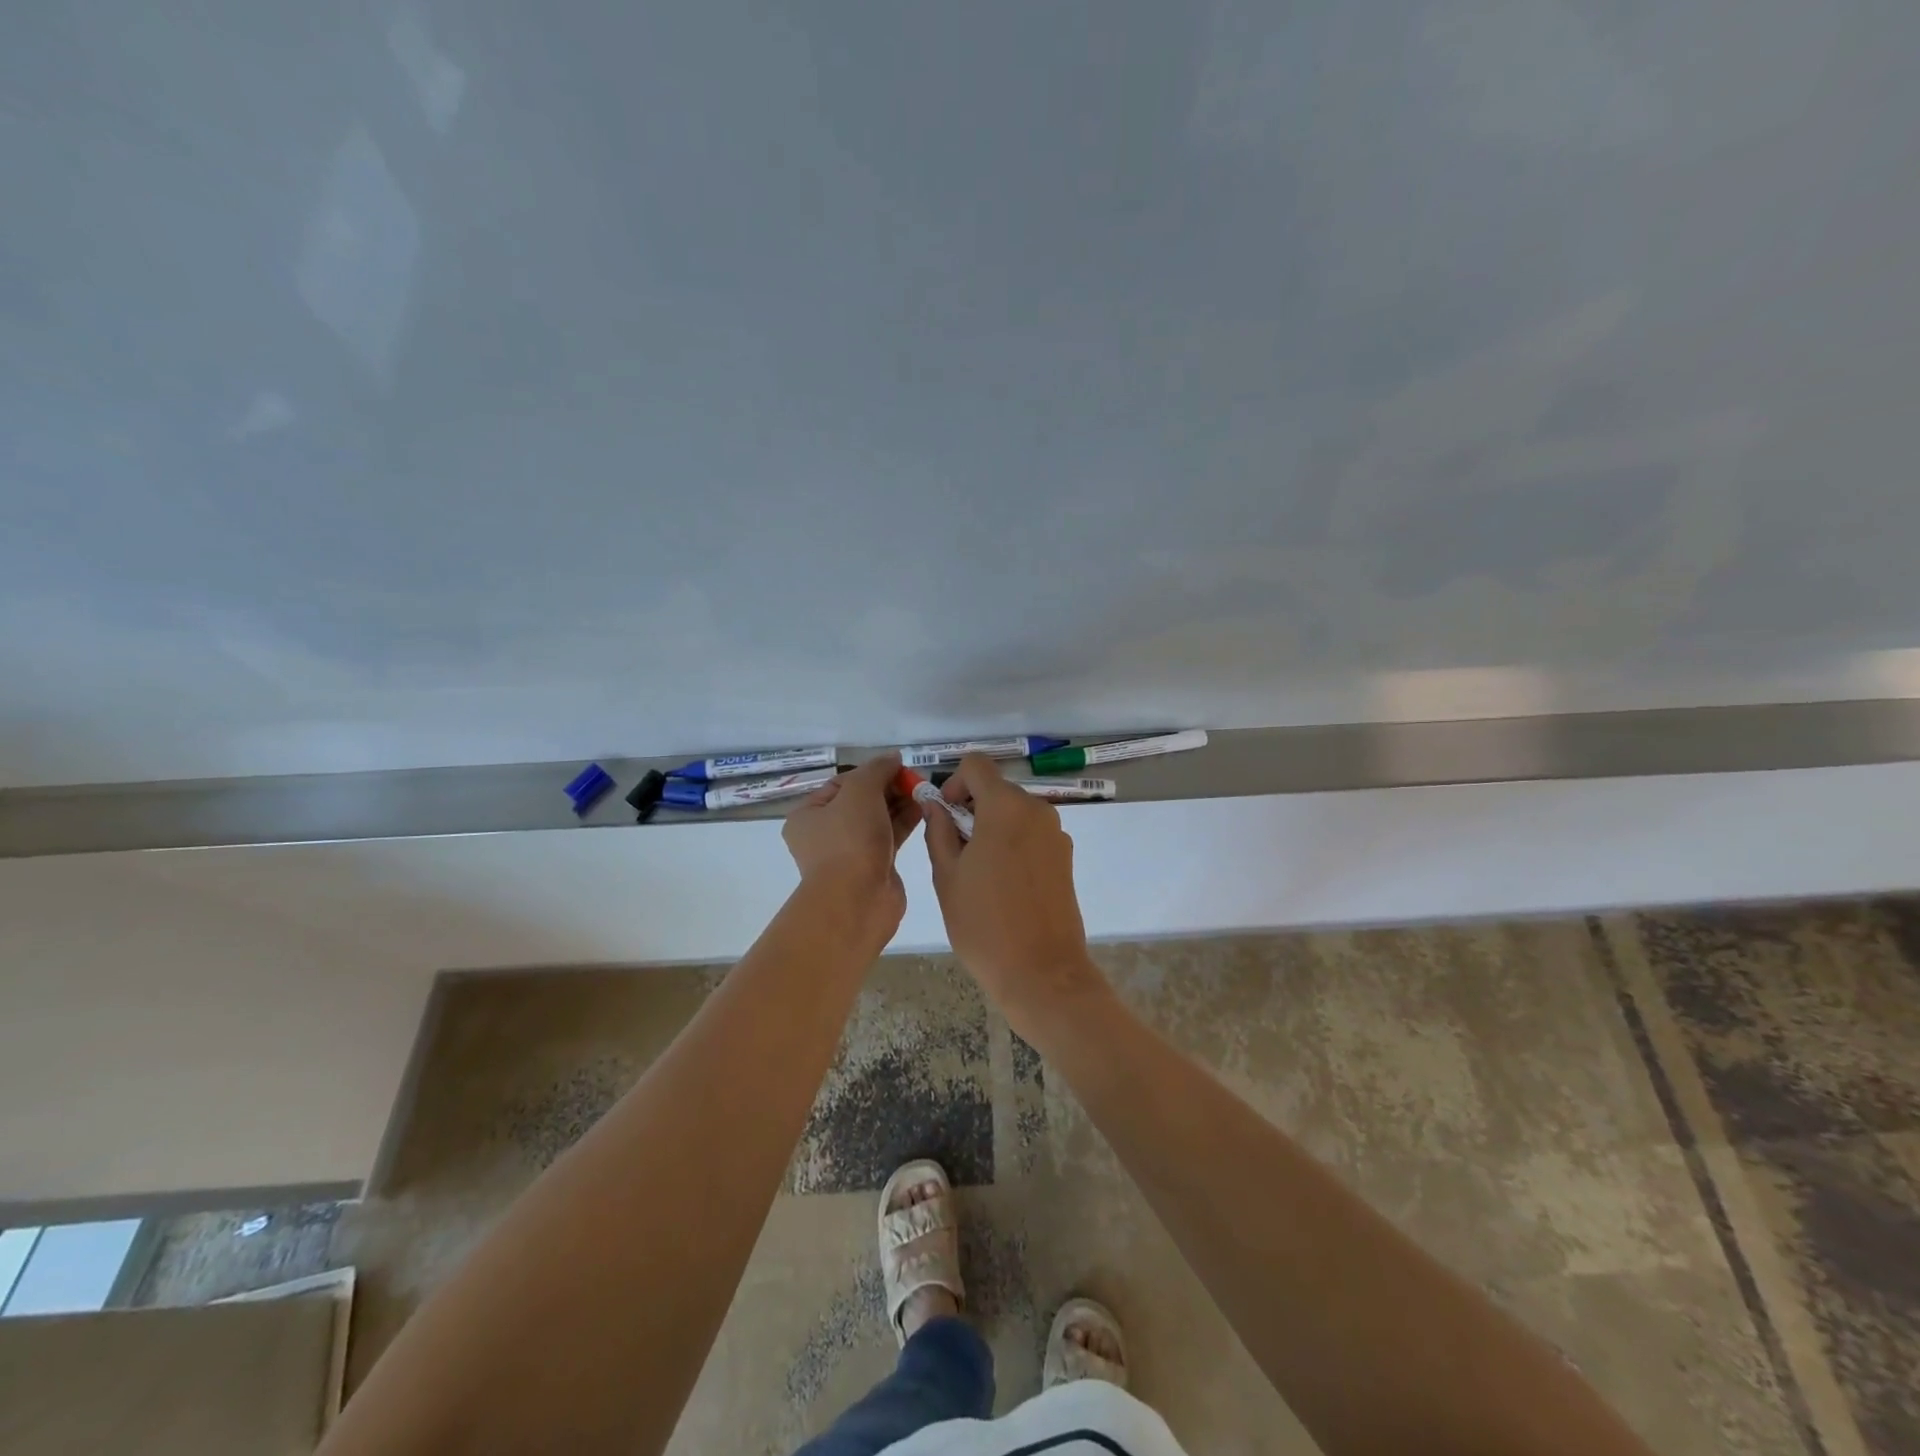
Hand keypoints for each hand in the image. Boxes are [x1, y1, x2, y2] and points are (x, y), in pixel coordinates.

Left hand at [783, 752, 920, 942]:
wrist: (857, 900)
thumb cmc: (849, 840)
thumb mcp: (860, 792)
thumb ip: (877, 769)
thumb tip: (893, 758)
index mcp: (808, 815)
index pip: (842, 783)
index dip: (871, 772)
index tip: (898, 766)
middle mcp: (825, 833)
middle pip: (861, 800)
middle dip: (889, 787)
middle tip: (916, 778)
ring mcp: (850, 852)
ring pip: (878, 819)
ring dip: (900, 803)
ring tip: (925, 790)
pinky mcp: (874, 866)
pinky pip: (890, 837)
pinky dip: (905, 822)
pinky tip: (925, 808)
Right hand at [922, 754, 1109, 1036]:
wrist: (1042, 973)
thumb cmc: (984, 925)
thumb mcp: (947, 876)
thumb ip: (939, 831)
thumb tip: (935, 806)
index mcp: (1005, 808)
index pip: (977, 765)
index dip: (954, 781)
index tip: (944, 814)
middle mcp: (1037, 810)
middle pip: (997, 789)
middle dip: (971, 808)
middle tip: (953, 850)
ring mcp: (1056, 834)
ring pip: (1015, 813)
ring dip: (992, 827)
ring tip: (976, 872)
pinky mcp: (1065, 857)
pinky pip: (1032, 834)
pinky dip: (1012, 843)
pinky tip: (1002, 884)